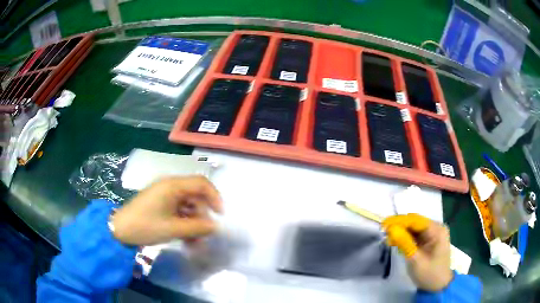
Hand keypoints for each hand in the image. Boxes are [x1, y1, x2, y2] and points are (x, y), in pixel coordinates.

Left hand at [111, 176, 222, 245]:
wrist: (120, 229)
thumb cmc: (146, 225)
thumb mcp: (173, 228)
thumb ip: (197, 227)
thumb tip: (215, 227)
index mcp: (173, 186)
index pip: (201, 183)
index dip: (215, 197)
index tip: (220, 216)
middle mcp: (170, 187)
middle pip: (195, 196)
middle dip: (203, 216)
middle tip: (205, 234)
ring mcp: (164, 196)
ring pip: (188, 206)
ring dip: (194, 223)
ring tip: (195, 243)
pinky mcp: (160, 205)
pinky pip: (178, 212)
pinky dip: (185, 224)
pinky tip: (186, 240)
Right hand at [382, 214, 452, 291]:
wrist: (438, 286)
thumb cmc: (429, 274)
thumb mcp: (416, 261)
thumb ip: (405, 243)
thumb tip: (391, 228)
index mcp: (437, 230)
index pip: (416, 220)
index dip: (399, 221)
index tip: (383, 225)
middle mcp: (436, 228)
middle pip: (414, 222)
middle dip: (398, 226)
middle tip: (383, 233)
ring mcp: (432, 234)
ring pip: (413, 228)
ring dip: (400, 232)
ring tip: (387, 240)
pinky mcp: (428, 240)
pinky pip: (414, 235)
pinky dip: (404, 238)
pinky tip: (395, 242)